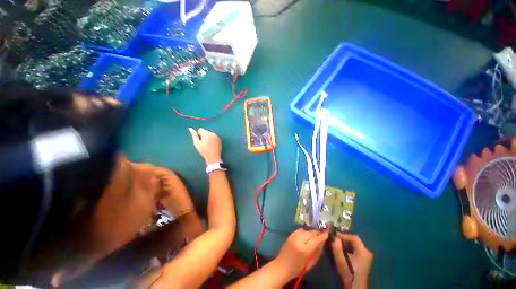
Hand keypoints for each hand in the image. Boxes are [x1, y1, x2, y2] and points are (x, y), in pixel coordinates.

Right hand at [188, 128, 221, 164]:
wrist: (213, 157)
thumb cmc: (204, 151)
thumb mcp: (197, 143)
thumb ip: (194, 135)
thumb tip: (190, 128)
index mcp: (207, 134)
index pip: (200, 129)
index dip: (198, 135)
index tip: (200, 141)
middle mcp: (213, 134)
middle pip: (206, 131)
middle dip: (203, 135)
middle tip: (203, 143)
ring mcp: (217, 136)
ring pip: (210, 133)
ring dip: (208, 137)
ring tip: (207, 144)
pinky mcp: (219, 139)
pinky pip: (214, 136)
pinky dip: (212, 139)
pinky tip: (211, 145)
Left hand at [272, 229, 328, 281]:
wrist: (282, 266)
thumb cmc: (297, 269)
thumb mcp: (310, 264)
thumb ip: (317, 252)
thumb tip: (322, 243)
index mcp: (304, 250)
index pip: (315, 240)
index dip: (322, 236)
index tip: (327, 233)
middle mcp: (298, 240)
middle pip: (310, 233)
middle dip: (317, 233)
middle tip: (322, 233)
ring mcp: (293, 236)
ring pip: (305, 230)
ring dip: (311, 232)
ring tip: (315, 235)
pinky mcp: (290, 235)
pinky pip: (300, 230)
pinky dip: (305, 231)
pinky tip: (307, 235)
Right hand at [331, 233, 372, 288]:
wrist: (355, 287)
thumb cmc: (349, 274)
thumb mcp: (341, 262)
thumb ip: (337, 249)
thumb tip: (334, 237)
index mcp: (364, 251)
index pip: (354, 237)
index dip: (343, 235)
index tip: (334, 236)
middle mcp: (367, 251)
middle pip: (354, 240)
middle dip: (344, 238)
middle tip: (334, 239)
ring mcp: (366, 255)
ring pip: (354, 244)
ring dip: (345, 242)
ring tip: (336, 243)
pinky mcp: (364, 258)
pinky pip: (355, 248)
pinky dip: (348, 247)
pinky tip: (342, 249)